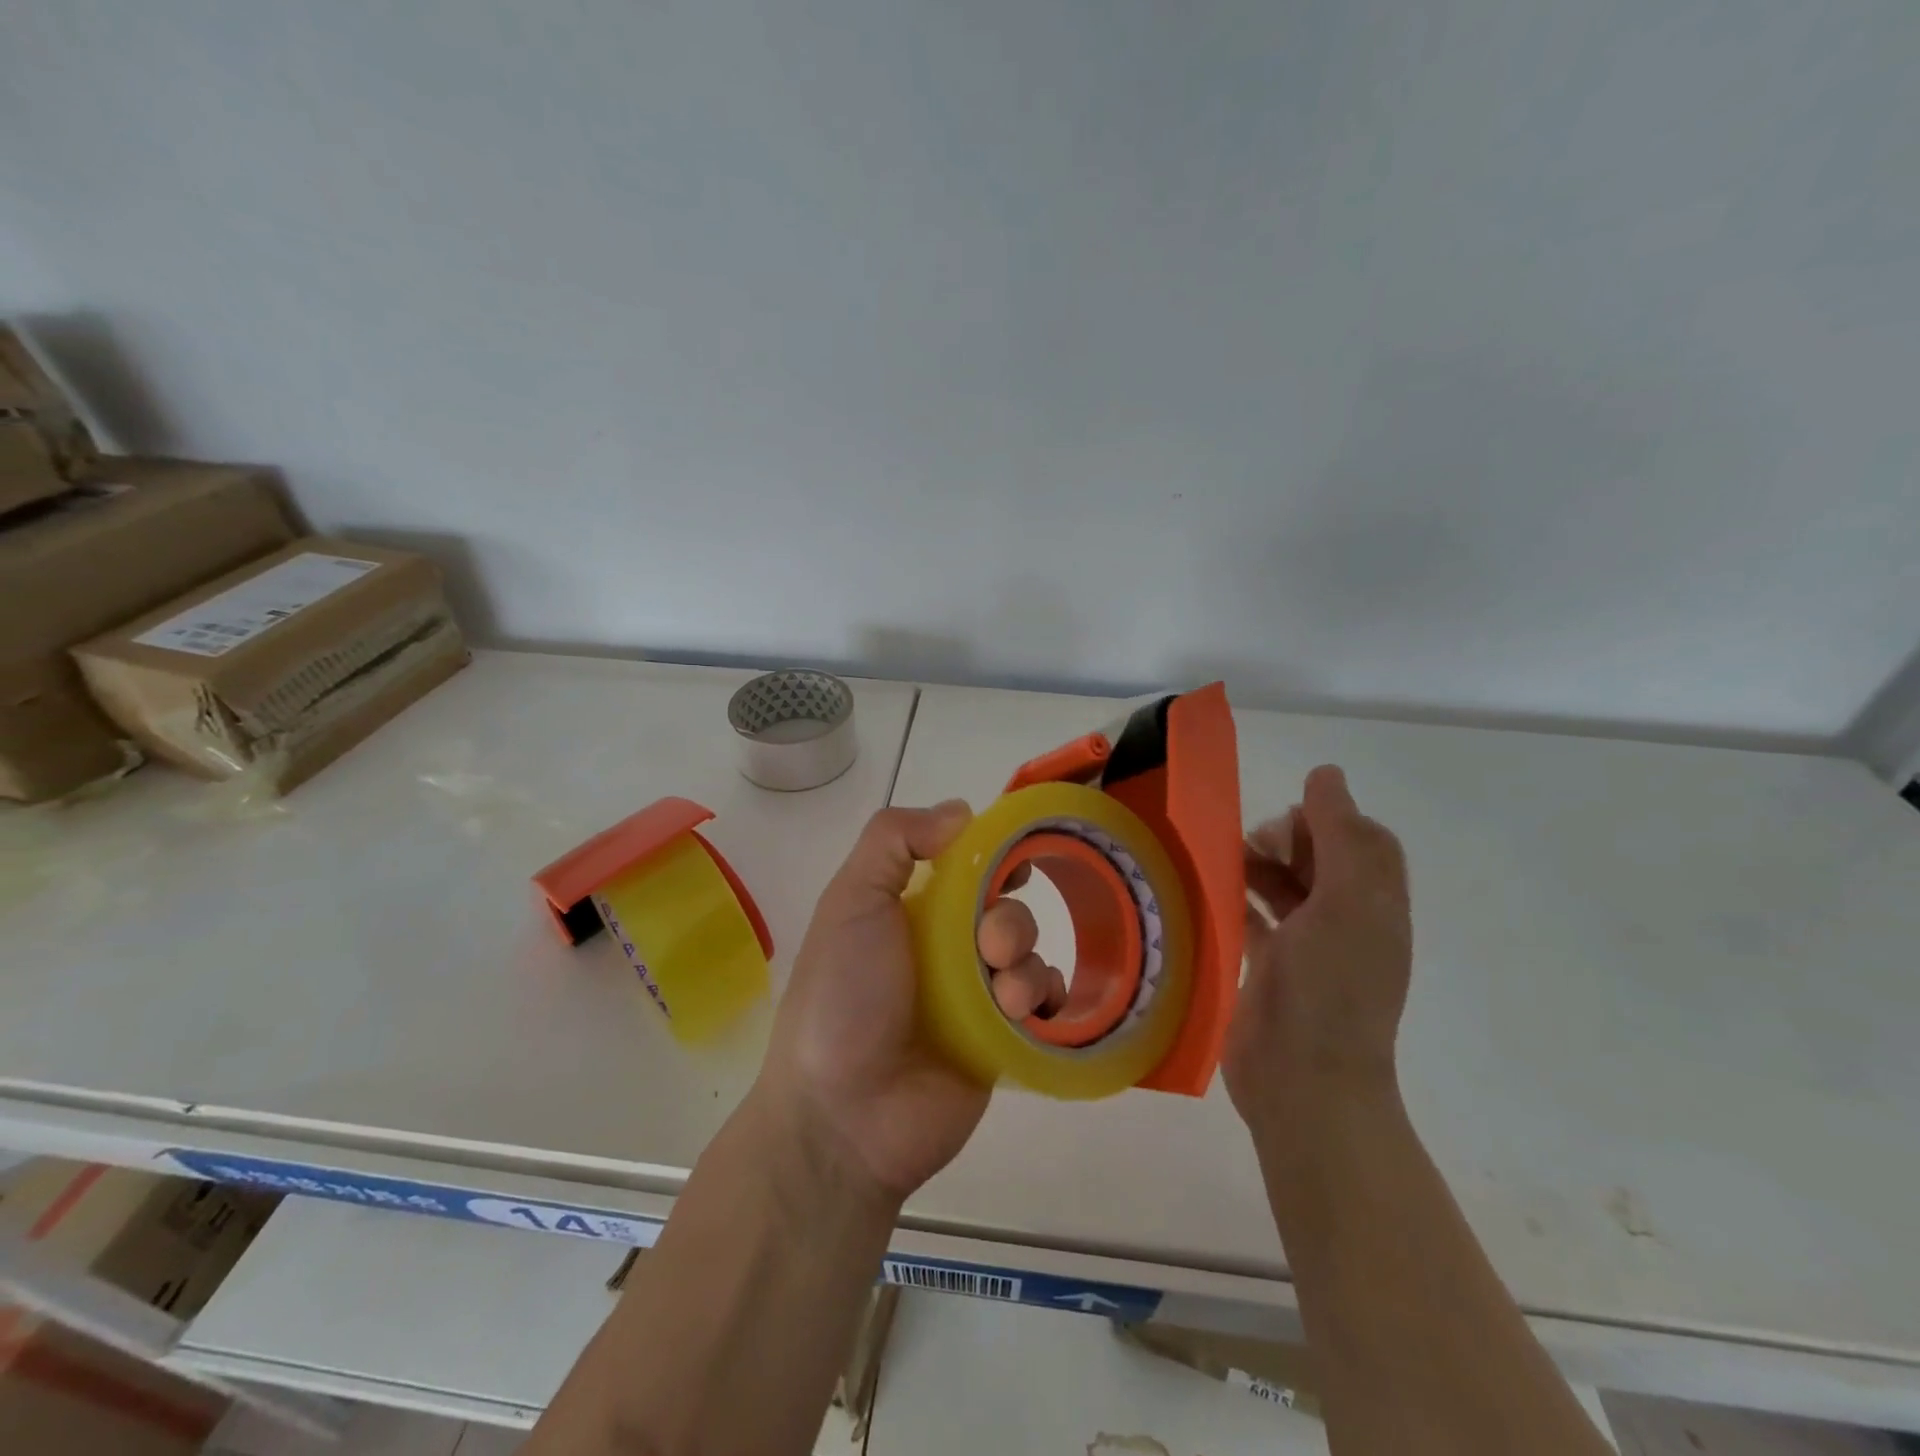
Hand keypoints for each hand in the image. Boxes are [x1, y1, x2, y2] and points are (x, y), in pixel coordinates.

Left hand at [757, 801, 1058, 1206]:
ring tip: (1002, 996)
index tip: (1014, 856)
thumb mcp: (852, 900)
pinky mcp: (1000, 1042)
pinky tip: (1027, 1012)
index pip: (963, 864)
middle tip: (990, 946)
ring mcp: (974, 996)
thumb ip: (895, 840)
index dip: (993, 854)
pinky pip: (1044, 1005)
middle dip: (1008, 916)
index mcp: (909, 910)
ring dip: (1025, 962)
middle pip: (1004, 906)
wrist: (843, 1117)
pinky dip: (1047, 999)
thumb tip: (961, 811)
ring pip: (1029, 952)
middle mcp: (944, 947)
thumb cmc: (843, 996)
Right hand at [1224, 764, 1412, 1143]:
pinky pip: (1254, 919)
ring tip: (1225, 862)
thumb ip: (1340, 836)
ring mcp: (1308, 948)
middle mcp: (1346, 922)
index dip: (1330, 818)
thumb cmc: (1329, 990)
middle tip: (1252, 842)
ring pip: (1286, 888)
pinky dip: (1237, 900)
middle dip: (1289, 839)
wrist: (1303, 1085)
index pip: (1363, 840)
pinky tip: (1210, 893)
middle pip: (1322, 860)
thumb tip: (1327, 775)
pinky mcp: (1271, 969)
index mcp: (1374, 904)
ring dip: (1259, 866)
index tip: (1288, 818)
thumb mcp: (1345, 904)